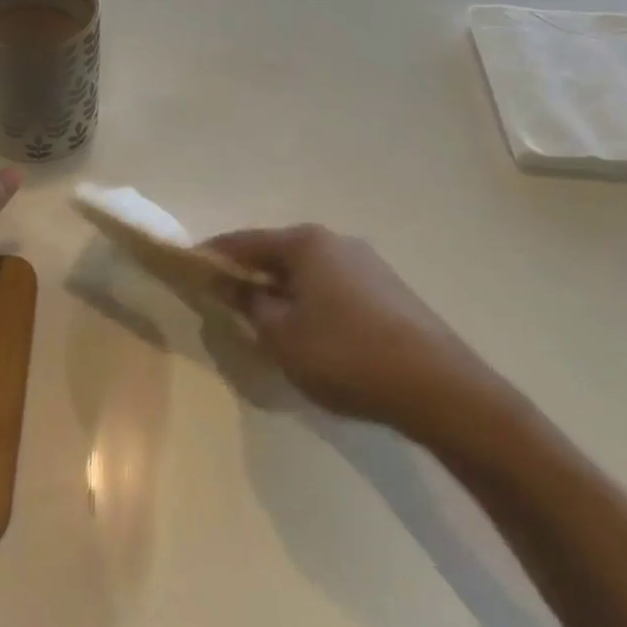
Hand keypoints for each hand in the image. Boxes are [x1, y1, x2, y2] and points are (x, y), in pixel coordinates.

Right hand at [205, 224, 514, 438]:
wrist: (437, 386)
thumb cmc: (344, 355)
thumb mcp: (281, 334)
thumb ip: (248, 302)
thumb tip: (226, 282)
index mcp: (306, 244)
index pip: (245, 241)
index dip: (214, 256)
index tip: (189, 269)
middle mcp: (337, 242)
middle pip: (278, 253)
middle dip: (249, 274)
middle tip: (224, 301)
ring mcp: (368, 264)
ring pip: (308, 272)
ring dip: (281, 291)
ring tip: (264, 321)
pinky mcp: (388, 290)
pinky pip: (333, 288)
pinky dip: (310, 302)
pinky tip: (309, 332)